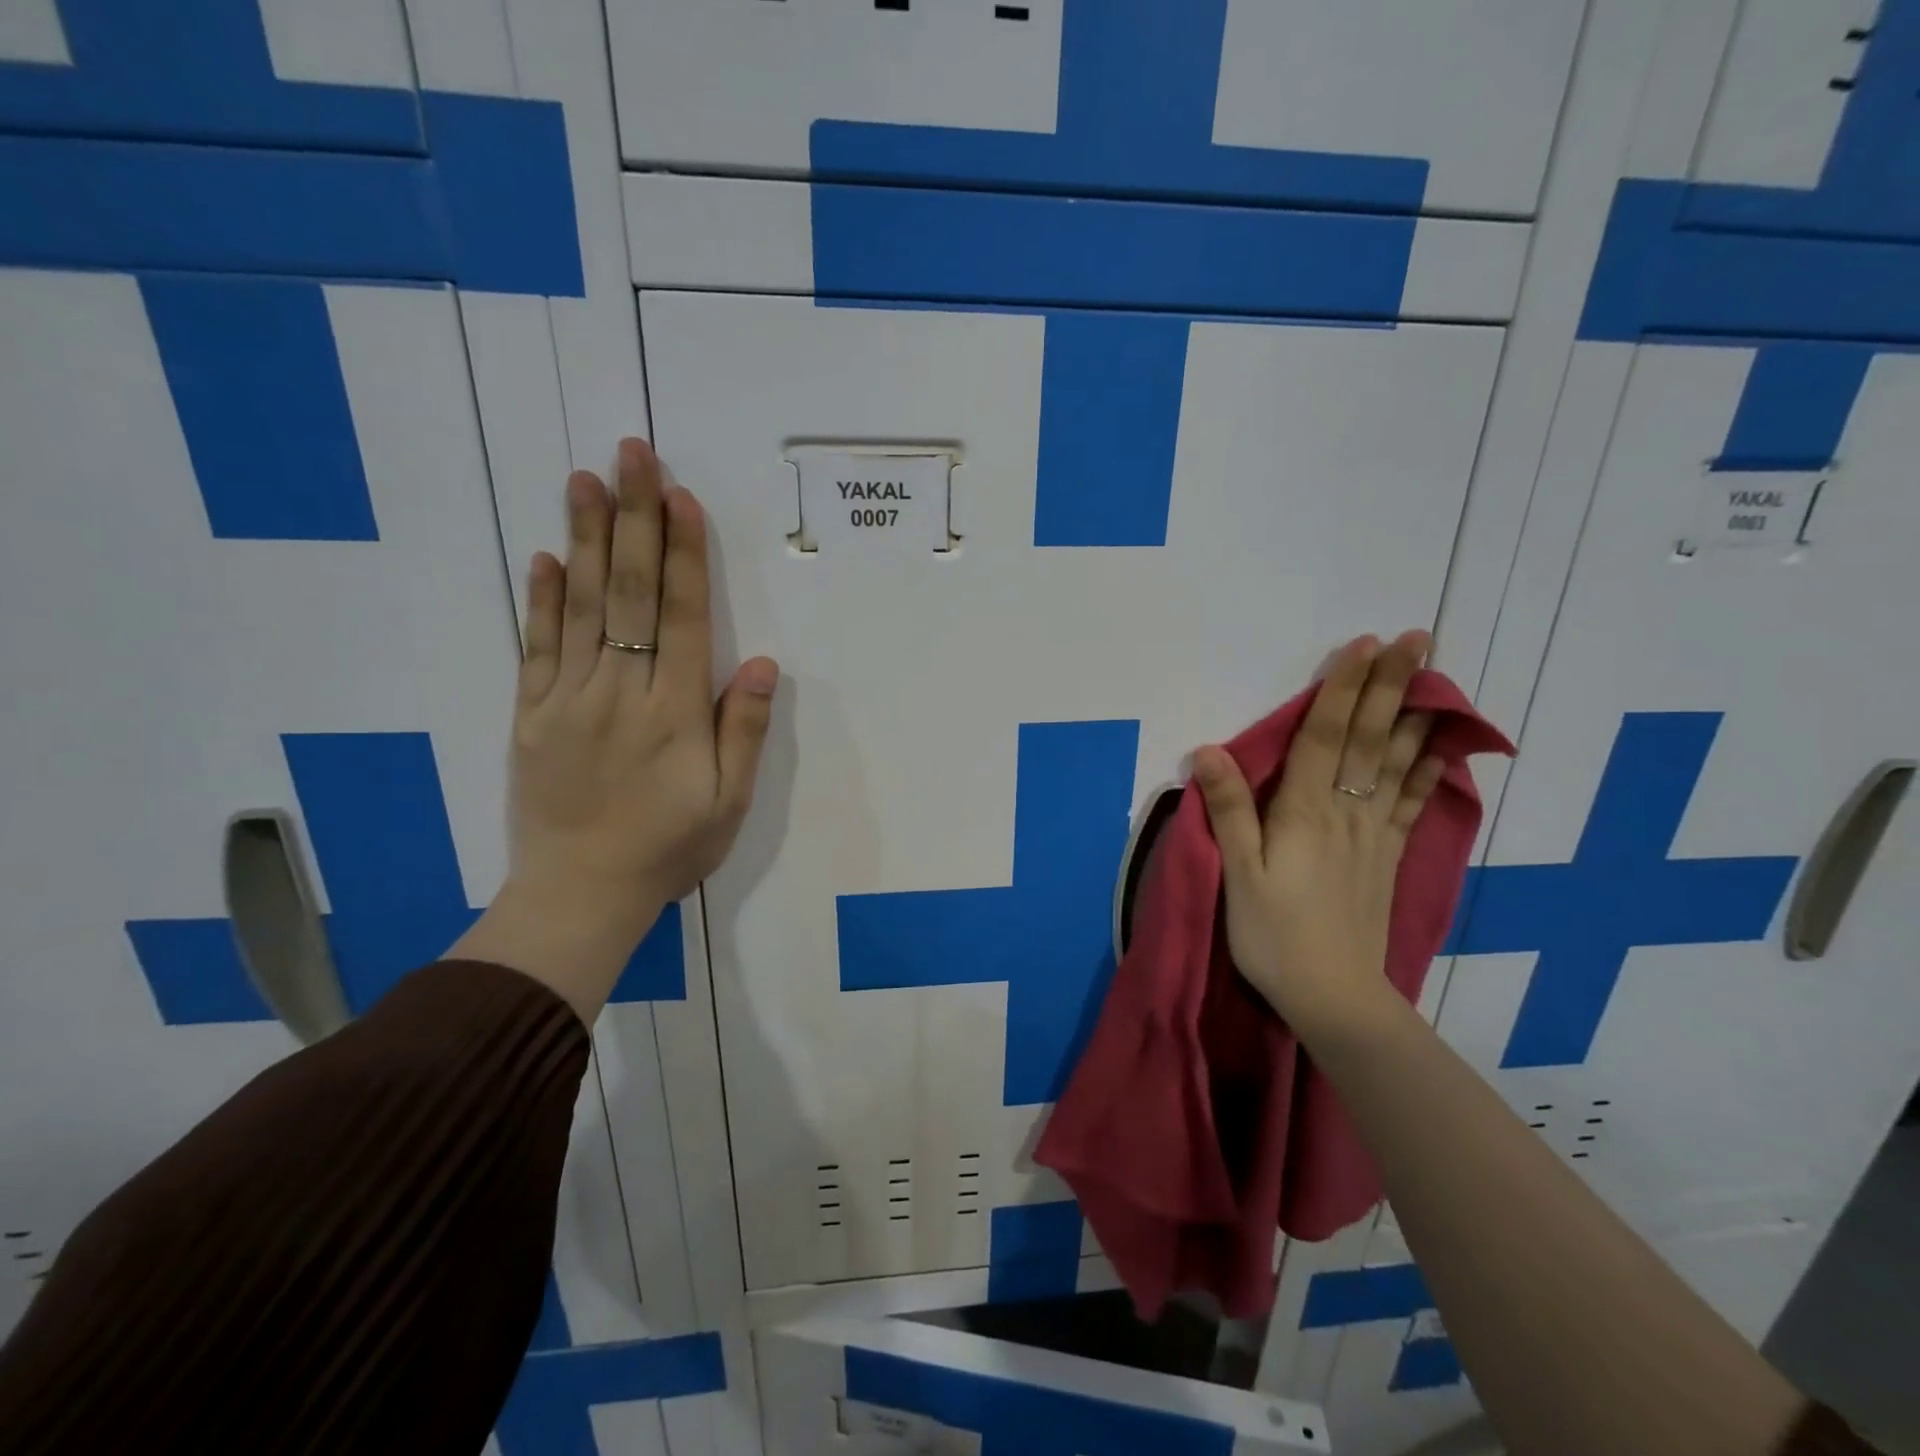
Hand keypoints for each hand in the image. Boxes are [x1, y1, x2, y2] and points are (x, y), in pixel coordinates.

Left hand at [510, 437, 777, 924]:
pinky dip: (539, 598)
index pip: (679, 617)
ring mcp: (566, 700)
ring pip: (579, 606)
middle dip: (634, 519)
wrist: (577, 896)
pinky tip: (543, 555)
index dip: (682, 554)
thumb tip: (762, 663)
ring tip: (587, 479)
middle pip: (628, 592)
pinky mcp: (530, 715)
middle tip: (632, 453)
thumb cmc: (668, 849)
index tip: (681, 496)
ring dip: (585, 538)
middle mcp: (618, 692)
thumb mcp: (728, 803)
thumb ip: (742, 730)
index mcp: (672, 713)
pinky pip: (534, 646)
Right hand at [1192, 632, 1440, 1038]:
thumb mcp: (1238, 874)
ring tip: (1437, 677)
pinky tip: (1440, 749)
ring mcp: (1374, 834)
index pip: (1326, 737)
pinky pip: (1412, 803)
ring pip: (1397, 763)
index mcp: (1305, 812)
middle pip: (1370, 739)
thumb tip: (1208, 751)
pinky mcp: (1387, 857)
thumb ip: (1229, 811)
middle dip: (1390, 686)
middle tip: (1418, 638)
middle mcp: (1347, 812)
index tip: (1363, 645)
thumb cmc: (1273, 934)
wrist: (1334, 996)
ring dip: (1415, 716)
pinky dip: (1428, 771)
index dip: (1343, 689)